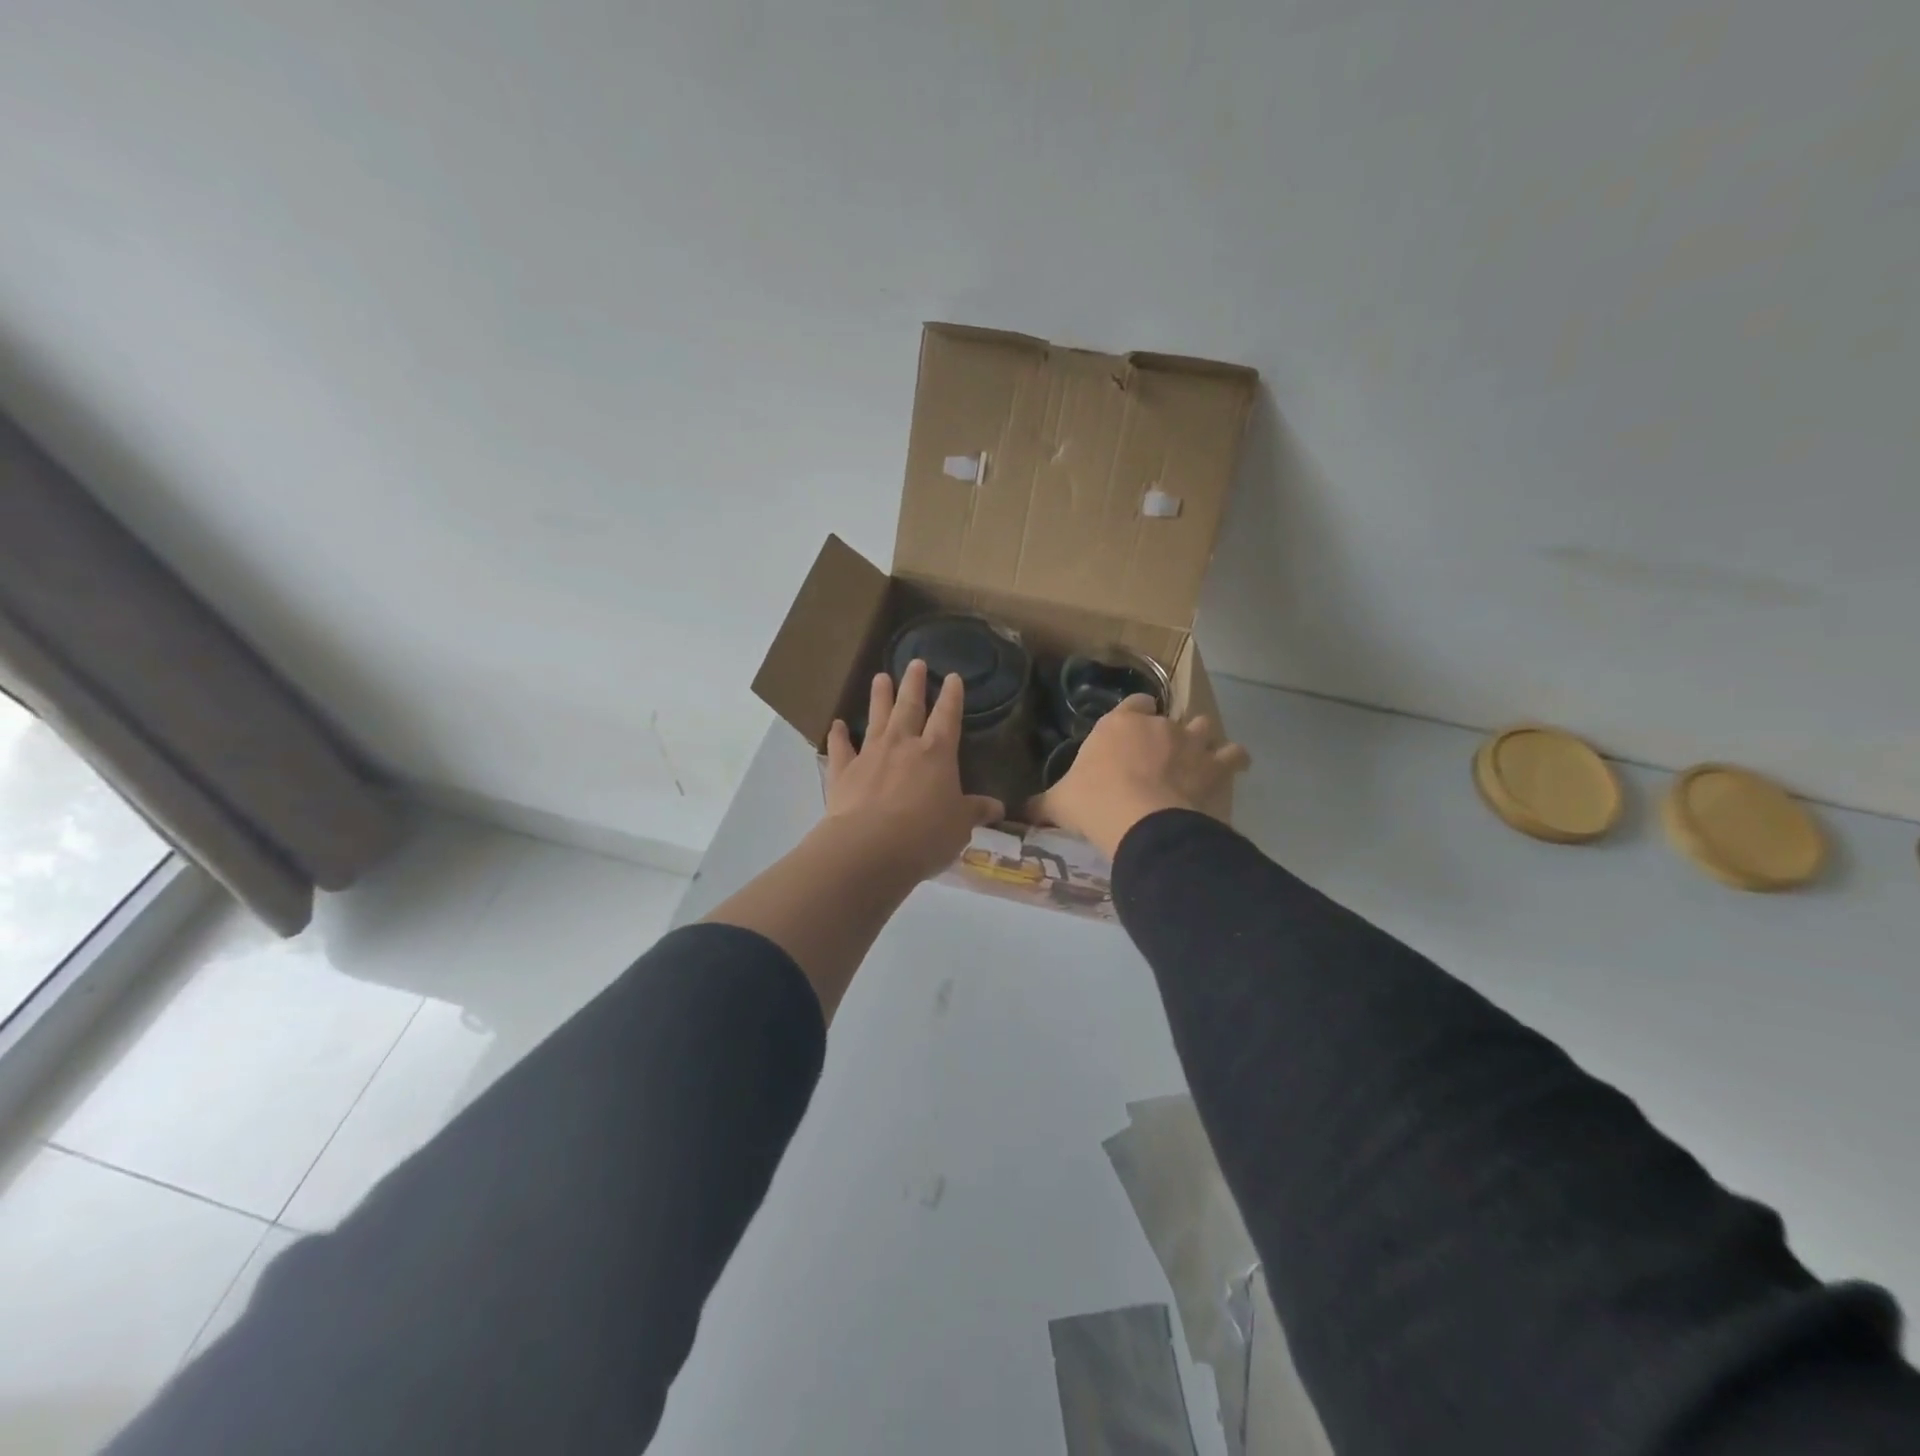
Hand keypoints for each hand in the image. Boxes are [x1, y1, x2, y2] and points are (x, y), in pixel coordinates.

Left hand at [824, 659, 1005, 882]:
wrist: (870, 846)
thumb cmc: (925, 834)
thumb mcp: (960, 826)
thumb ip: (975, 812)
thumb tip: (998, 808)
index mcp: (937, 753)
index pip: (948, 717)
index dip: (952, 696)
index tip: (952, 677)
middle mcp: (903, 745)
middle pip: (910, 707)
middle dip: (914, 684)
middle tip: (915, 662)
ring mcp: (870, 754)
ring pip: (877, 718)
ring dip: (879, 697)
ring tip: (881, 677)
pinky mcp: (843, 771)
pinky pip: (841, 748)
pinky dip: (838, 736)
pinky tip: (837, 725)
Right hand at [1032, 695, 1250, 858]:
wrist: (1139, 820)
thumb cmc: (1093, 803)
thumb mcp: (1058, 803)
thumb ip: (1040, 805)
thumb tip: (1017, 812)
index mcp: (1117, 725)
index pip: (1133, 704)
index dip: (1134, 715)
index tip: (1132, 732)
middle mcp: (1156, 725)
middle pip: (1169, 717)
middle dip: (1168, 733)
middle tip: (1160, 756)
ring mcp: (1189, 742)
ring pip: (1203, 728)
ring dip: (1202, 740)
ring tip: (1198, 757)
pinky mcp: (1214, 765)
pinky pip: (1234, 754)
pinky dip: (1234, 760)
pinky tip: (1233, 768)